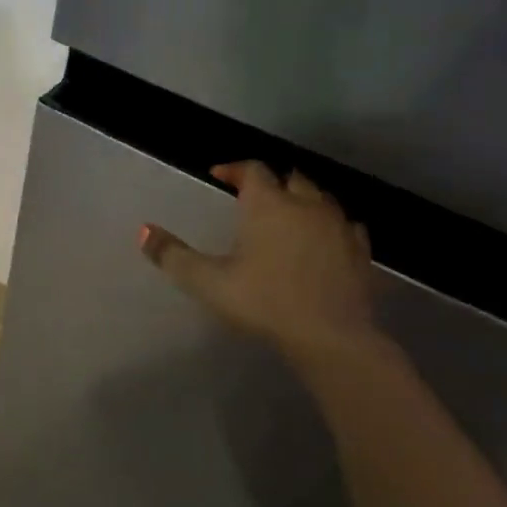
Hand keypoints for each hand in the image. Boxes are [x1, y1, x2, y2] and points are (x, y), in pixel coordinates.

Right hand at [139, 161, 379, 364]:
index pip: (253, 170)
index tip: (219, 175)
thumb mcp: (206, 281)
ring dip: (303, 200)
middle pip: (292, 178)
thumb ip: (172, 255)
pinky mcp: (361, 253)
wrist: (331, 336)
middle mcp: (307, 206)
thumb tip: (144, 230)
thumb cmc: (263, 301)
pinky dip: (329, 225)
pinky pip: (346, 226)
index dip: (234, 169)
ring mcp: (339, 228)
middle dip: (271, 182)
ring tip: (286, 216)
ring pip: (322, 199)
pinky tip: (323, 240)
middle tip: (253, 196)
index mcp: (268, 205)